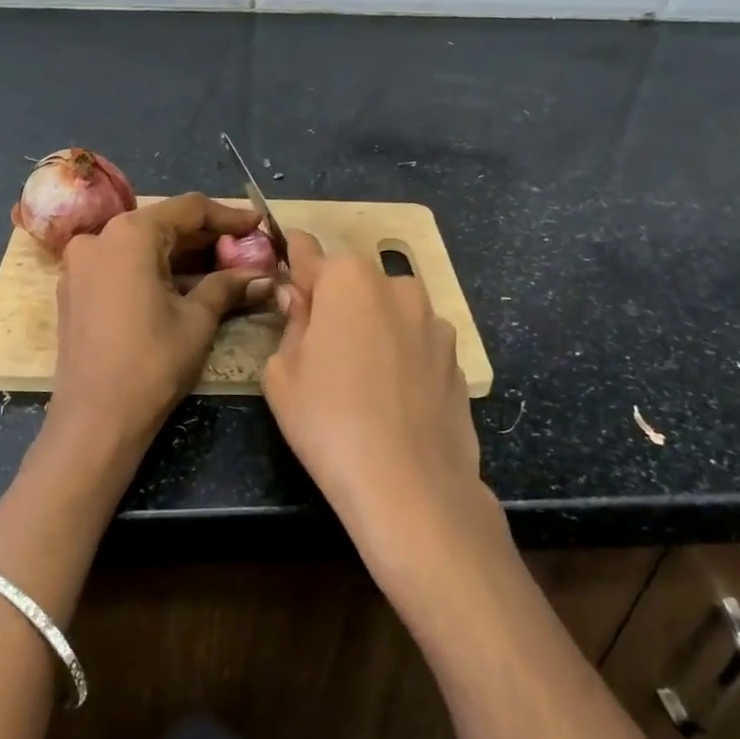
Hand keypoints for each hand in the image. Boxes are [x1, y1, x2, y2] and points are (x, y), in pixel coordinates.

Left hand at [49, 193, 270, 463]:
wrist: (95, 420)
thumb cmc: (152, 363)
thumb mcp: (198, 320)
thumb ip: (228, 285)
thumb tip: (263, 275)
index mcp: (129, 234)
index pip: (189, 210)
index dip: (228, 217)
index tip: (259, 225)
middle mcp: (99, 237)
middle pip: (163, 224)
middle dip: (206, 238)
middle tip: (246, 249)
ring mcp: (81, 263)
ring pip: (142, 246)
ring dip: (182, 255)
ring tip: (224, 267)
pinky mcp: (75, 289)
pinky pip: (122, 265)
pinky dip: (154, 269)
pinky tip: (185, 284)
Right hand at [262, 231, 497, 575]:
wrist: (411, 485)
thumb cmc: (328, 421)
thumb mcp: (282, 373)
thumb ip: (291, 324)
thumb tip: (299, 300)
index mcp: (348, 280)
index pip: (309, 253)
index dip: (292, 258)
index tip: (285, 257)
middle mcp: (397, 286)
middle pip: (353, 282)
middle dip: (334, 300)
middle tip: (316, 341)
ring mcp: (434, 322)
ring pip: (389, 311)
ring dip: (371, 326)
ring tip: (359, 376)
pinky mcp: (457, 358)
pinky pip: (415, 343)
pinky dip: (400, 355)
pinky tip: (391, 397)